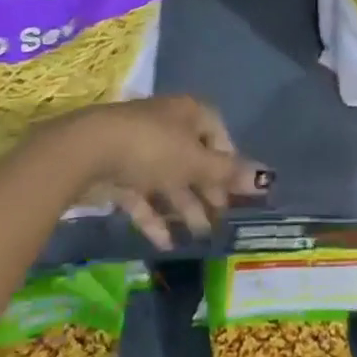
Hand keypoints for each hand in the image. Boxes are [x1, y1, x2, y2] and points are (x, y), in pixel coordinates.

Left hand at [49, 96, 269, 249]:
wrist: (88, 151)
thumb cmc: (151, 147)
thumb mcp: (194, 162)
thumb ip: (228, 173)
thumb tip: (268, 177)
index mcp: (189, 113)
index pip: (217, 133)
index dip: (229, 161)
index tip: (236, 191)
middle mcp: (168, 126)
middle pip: (194, 158)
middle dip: (207, 190)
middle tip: (220, 221)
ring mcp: (141, 148)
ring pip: (169, 179)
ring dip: (184, 207)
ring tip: (198, 237)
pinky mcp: (119, 172)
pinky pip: (143, 195)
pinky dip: (154, 217)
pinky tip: (165, 243)